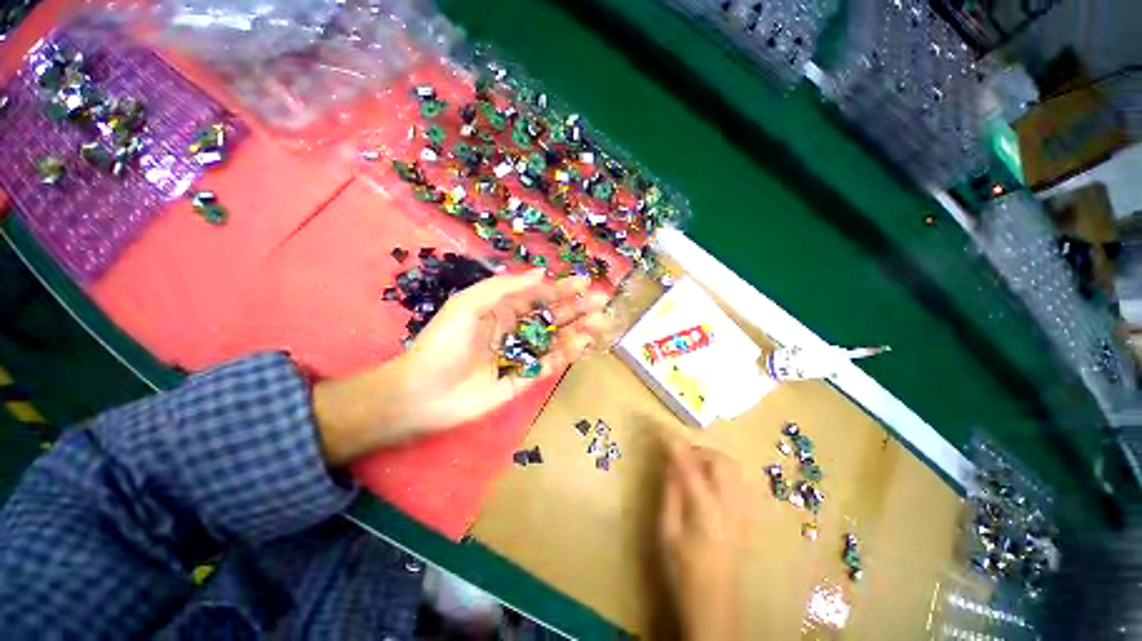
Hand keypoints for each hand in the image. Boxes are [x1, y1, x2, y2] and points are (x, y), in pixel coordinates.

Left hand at [313, 270, 608, 463]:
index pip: (538, 296)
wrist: (423, 393)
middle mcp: (515, 330)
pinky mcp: (523, 379)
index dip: (561, 289)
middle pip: (551, 317)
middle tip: (601, 302)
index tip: (584, 283)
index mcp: (502, 310)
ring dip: (577, 330)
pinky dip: (566, 354)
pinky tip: (582, 344)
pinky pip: (549, 364)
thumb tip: (540, 273)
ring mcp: (521, 355)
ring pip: (555, 340)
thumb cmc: (443, 342)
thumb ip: (504, 288)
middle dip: (576, 308)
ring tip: (599, 322)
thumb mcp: (469, 304)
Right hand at [659, 441, 753, 640]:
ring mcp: (744, 513)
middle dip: (699, 450)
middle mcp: (731, 508)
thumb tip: (671, 463)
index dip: (676, 446)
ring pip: (733, 468)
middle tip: (680, 456)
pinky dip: (720, 472)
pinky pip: (737, 481)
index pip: (690, 468)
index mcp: (706, 514)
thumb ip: (670, 493)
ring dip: (711, 459)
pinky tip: (707, 484)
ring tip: (693, 468)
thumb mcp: (666, 532)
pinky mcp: (748, 517)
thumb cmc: (683, 572)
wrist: (715, 607)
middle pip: (721, 462)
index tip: (663, 430)